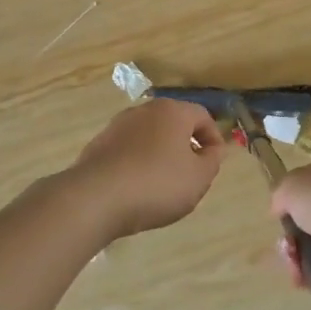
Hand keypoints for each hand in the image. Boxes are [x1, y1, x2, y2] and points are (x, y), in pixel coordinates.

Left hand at [70, 99, 225, 237]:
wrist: (95, 198)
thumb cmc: (157, 184)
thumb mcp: (199, 178)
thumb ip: (212, 160)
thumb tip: (211, 149)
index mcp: (172, 111)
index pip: (202, 116)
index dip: (214, 138)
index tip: (214, 162)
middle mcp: (144, 111)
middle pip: (174, 123)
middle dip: (186, 145)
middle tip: (192, 172)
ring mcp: (117, 126)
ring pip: (149, 137)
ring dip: (161, 154)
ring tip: (163, 184)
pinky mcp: (98, 145)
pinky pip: (128, 151)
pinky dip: (138, 163)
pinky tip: (137, 188)